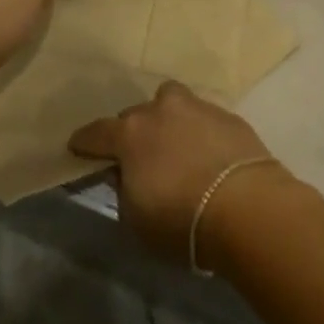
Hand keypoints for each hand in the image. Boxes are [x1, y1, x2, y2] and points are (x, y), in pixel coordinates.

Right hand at [69, 82, 288, 270]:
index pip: (96, 132)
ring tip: (175, 144)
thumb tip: (124, 176)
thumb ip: (124, 192)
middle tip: (138, 156)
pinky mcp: (228, 115)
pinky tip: (208, 154)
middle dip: (132, 132)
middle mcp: (159, 111)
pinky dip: (199, 131)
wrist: (247, 207)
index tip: (76, 146)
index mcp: (130, 134)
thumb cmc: (182, 221)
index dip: (84, 141)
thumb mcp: (136, 221)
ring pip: (171, 102)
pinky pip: (203, 118)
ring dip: (167, 119)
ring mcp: (196, 107)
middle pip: (135, 115)